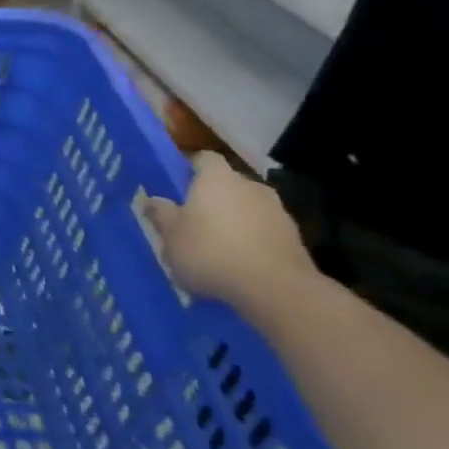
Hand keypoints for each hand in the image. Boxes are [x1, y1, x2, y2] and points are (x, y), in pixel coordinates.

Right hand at [143, 153, 318, 309]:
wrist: (277, 291)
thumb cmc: (212, 252)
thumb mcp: (171, 236)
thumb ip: (161, 214)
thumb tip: (152, 200)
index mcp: (217, 178)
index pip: (204, 158)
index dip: (191, 168)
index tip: (178, 185)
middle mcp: (250, 186)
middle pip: (229, 183)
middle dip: (214, 197)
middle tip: (195, 219)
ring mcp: (278, 212)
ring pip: (249, 208)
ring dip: (236, 220)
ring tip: (219, 246)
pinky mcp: (296, 240)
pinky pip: (266, 232)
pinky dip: (254, 241)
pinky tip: (241, 264)